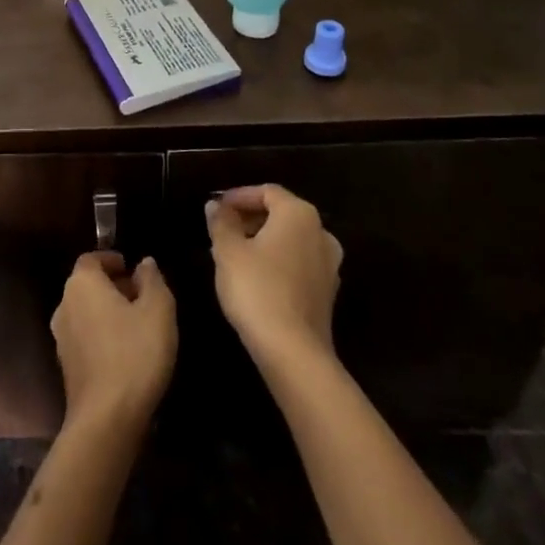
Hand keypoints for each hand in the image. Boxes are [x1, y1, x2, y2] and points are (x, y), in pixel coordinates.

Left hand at [51, 251, 176, 433]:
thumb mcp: (158, 310)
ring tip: (138, 326)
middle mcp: (64, 305)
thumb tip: (144, 264)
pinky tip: (125, 352)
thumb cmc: (134, 353)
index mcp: (82, 284)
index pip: (92, 259)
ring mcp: (61, 337)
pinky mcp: (65, 365)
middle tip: (142, 298)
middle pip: (88, 285)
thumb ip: (152, 280)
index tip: (133, 271)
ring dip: (108, 312)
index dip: (112, 261)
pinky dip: (102, 334)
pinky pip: (85, 337)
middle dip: (114, 286)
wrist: (106, 418)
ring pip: (86, 311)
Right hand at [206, 185, 343, 365]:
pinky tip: (254, 278)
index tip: (217, 208)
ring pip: (290, 240)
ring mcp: (329, 265)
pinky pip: (298, 263)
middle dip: (250, 218)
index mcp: (299, 214)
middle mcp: (321, 233)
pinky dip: (277, 261)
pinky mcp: (327, 293)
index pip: (267, 192)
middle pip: (281, 214)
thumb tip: (215, 205)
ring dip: (263, 241)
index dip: (239, 196)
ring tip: (233, 254)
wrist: (293, 352)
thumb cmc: (257, 289)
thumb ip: (221, 222)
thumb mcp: (228, 251)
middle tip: (222, 230)